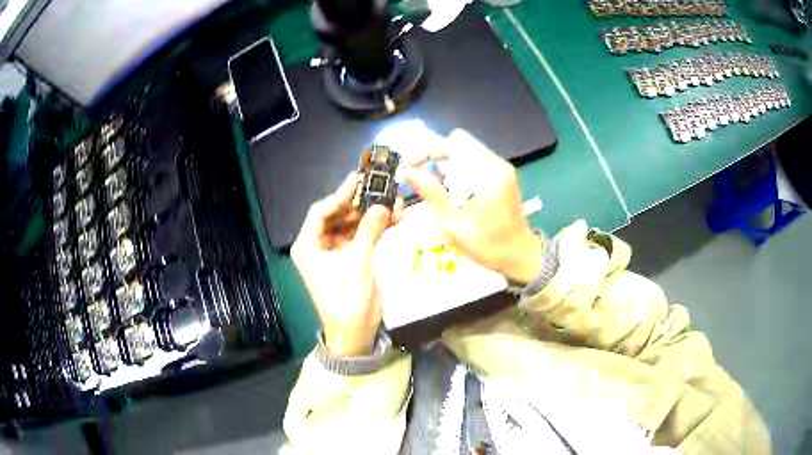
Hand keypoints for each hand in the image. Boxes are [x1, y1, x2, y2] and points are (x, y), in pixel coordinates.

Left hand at [291, 173, 402, 355]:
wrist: (355, 333)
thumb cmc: (347, 300)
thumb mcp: (357, 263)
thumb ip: (369, 231)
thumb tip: (383, 205)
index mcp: (308, 245)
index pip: (321, 212)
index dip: (340, 195)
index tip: (359, 180)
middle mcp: (319, 245)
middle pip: (338, 215)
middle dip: (359, 203)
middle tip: (379, 187)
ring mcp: (336, 251)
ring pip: (353, 224)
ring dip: (372, 214)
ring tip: (393, 202)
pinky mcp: (352, 257)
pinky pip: (363, 236)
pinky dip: (377, 228)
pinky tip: (394, 217)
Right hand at [401, 129, 542, 283]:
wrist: (521, 255)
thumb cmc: (488, 246)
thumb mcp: (454, 225)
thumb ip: (432, 194)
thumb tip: (407, 172)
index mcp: (489, 175)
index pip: (452, 146)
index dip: (426, 152)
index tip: (408, 166)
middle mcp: (497, 164)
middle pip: (459, 141)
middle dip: (435, 153)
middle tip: (419, 173)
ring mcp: (502, 167)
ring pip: (466, 148)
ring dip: (446, 160)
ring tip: (432, 181)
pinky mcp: (502, 173)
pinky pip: (474, 158)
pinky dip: (458, 166)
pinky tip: (450, 186)